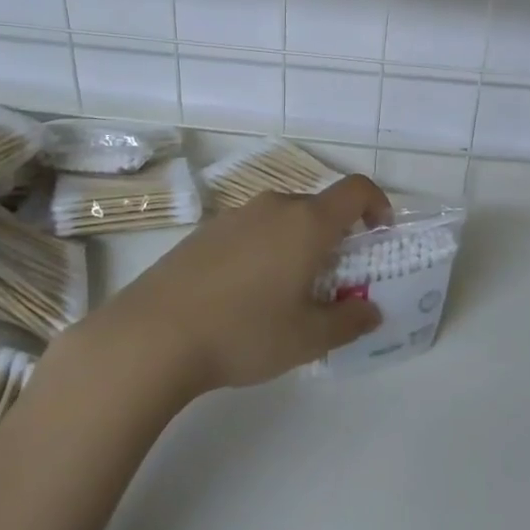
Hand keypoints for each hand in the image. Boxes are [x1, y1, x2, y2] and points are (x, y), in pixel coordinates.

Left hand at [105, 175, 392, 392]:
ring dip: (297, 245)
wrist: (151, 336)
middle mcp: (273, 206)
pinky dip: (263, 250)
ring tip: (286, 293)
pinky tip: (243, 295)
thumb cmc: (243, 332)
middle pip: (318, 207)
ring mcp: (234, 216)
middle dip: (335, 237)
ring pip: (282, 219)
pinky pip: (250, 231)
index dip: (377, 204)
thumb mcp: (307, 338)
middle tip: (332, 282)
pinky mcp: (203, 232)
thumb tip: (371, 310)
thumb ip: (349, 321)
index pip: (356, 190)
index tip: (378, 235)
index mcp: (306, 223)